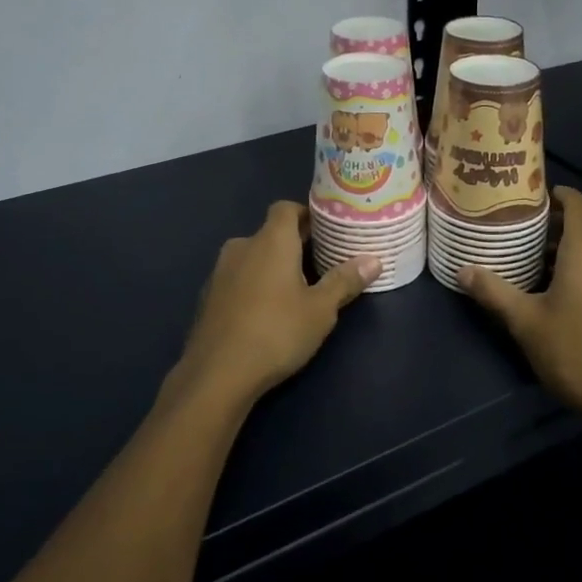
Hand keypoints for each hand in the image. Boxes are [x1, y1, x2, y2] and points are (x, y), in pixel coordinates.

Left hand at [164, 201, 379, 411]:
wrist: (217, 374)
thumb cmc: (276, 332)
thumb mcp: (320, 310)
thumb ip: (345, 281)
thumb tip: (374, 260)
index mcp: (270, 240)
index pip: (286, 208)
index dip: (305, 214)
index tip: (326, 230)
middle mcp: (242, 246)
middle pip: (270, 233)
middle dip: (294, 244)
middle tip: (321, 262)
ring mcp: (220, 271)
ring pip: (252, 257)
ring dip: (271, 266)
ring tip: (296, 289)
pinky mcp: (208, 296)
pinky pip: (237, 278)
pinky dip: (253, 285)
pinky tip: (265, 312)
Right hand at [460, 187, 581, 444]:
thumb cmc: (576, 353)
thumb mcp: (526, 323)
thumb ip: (494, 291)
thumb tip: (463, 270)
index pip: (579, 203)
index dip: (560, 195)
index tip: (537, 199)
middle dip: (563, 227)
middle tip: (531, 238)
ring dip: (581, 252)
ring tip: (551, 270)